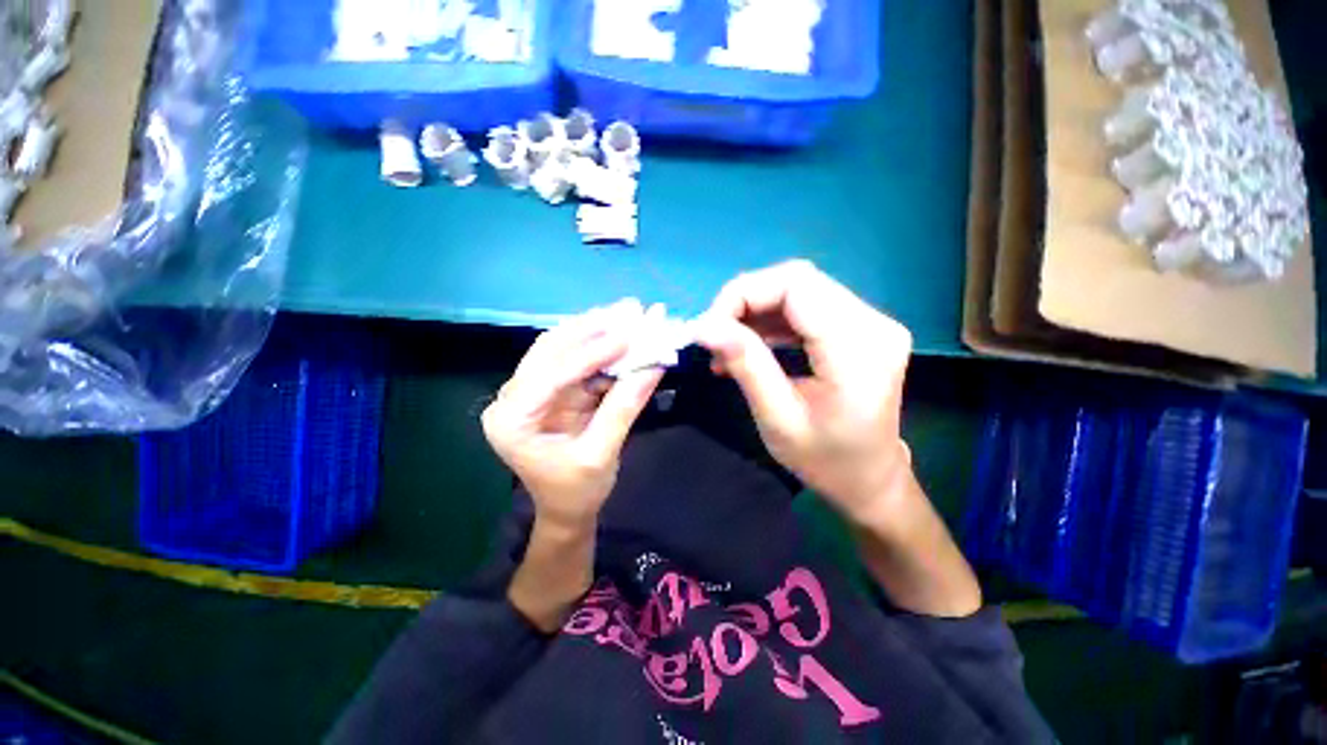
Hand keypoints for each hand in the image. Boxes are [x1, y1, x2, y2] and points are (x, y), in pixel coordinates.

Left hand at [482, 300, 663, 531]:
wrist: (568, 508)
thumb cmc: (577, 491)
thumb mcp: (600, 455)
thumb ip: (623, 409)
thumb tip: (653, 367)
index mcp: (511, 419)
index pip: (551, 374)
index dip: (592, 352)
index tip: (627, 335)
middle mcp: (514, 396)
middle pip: (552, 349)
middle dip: (593, 328)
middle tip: (630, 308)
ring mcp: (533, 389)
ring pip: (563, 346)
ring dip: (597, 329)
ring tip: (628, 311)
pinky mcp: (554, 388)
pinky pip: (577, 359)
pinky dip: (601, 346)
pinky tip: (622, 332)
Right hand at [694, 260, 913, 524]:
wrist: (872, 480)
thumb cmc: (826, 461)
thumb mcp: (778, 419)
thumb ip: (746, 365)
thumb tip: (704, 326)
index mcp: (858, 350)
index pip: (796, 285)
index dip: (744, 294)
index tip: (709, 326)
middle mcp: (873, 324)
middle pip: (798, 281)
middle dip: (745, 301)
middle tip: (715, 335)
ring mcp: (871, 323)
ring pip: (799, 291)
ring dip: (755, 312)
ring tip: (727, 347)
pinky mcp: (860, 329)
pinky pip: (807, 308)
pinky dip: (771, 321)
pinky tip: (749, 345)